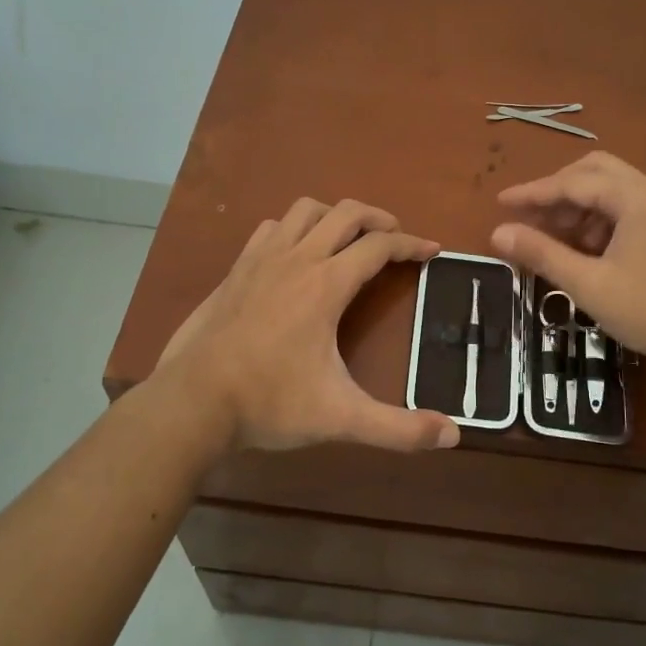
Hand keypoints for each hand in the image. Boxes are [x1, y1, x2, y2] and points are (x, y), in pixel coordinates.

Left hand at [158, 198, 461, 455]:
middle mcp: (297, 259)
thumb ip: (398, 429)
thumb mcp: (341, 418)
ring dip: (334, 216)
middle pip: (346, 212)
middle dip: (379, 218)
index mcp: (326, 284)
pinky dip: (293, 229)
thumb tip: (453, 435)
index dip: (412, 244)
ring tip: (349, 239)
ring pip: (305, 210)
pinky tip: (295, 254)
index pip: (379, 246)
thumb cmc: (270, 402)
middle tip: (396, 238)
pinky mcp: (236, 270)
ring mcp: (261, 260)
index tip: (433, 250)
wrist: (192, 402)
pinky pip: (271, 228)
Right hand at [491, 152, 645, 375]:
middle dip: (558, 192)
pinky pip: (631, 208)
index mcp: (635, 196)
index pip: (572, 182)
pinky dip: (603, 220)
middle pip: (595, 172)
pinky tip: (589, 251)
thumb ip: (542, 253)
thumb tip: (497, 233)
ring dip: (580, 208)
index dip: (533, 193)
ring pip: (614, 190)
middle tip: (530, 218)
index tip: (500, 203)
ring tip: (555, 241)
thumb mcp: (589, 285)